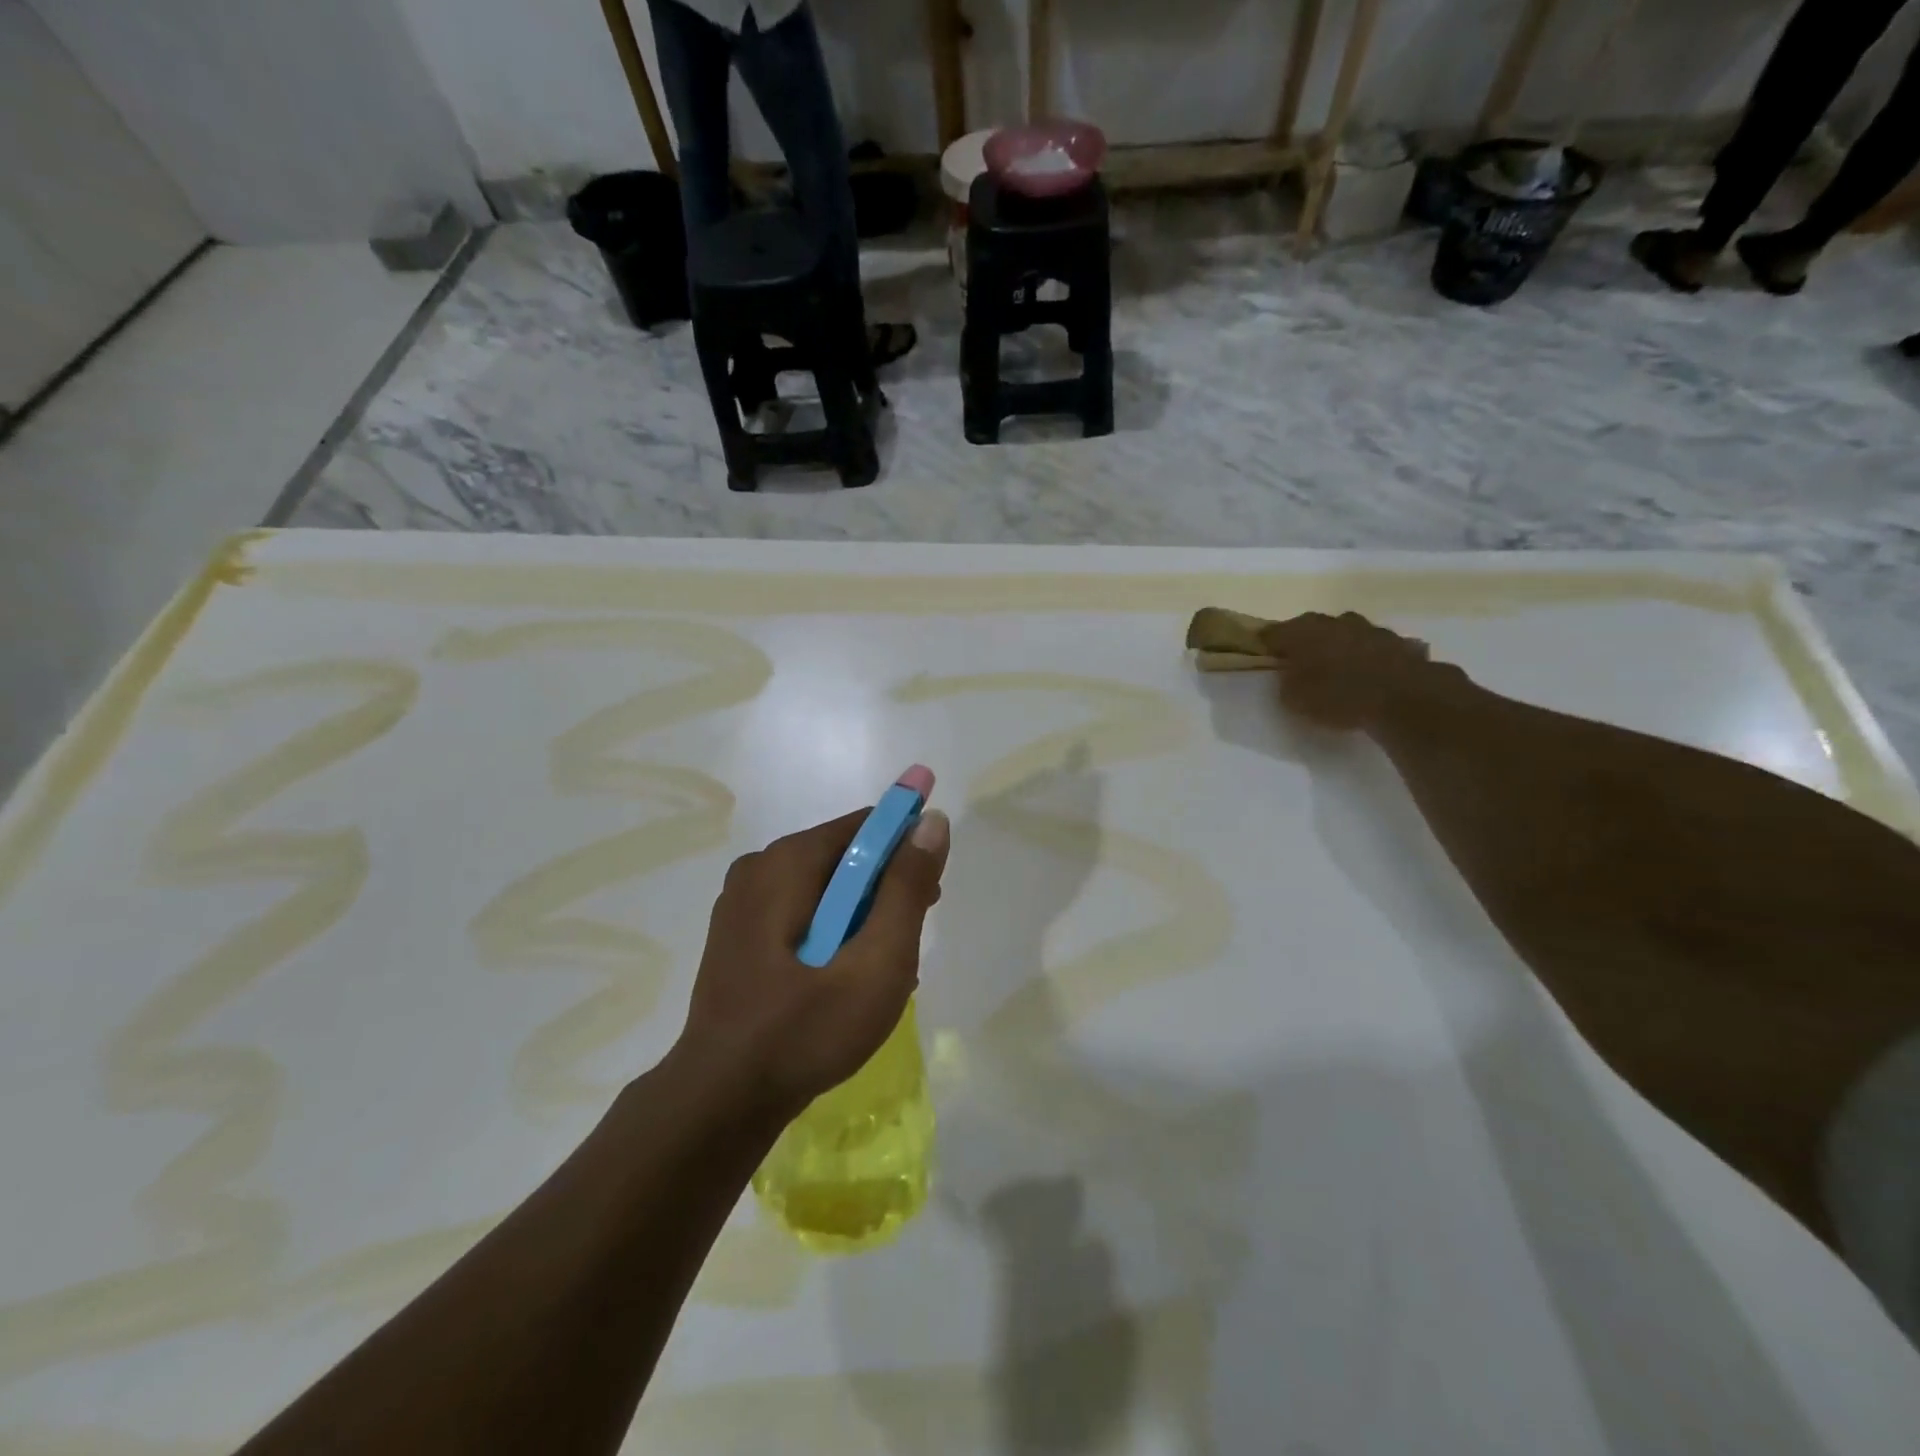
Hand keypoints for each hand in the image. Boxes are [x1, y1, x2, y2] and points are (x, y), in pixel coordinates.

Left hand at [675, 807, 950, 1122]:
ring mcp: (741, 903)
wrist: (720, 1103)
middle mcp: (759, 868)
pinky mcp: (736, 936)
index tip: (932, 894)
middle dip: (885, 892)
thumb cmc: (806, 1030)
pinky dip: (831, 933)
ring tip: (878, 974)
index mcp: (787, 861)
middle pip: (844, 856)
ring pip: (825, 889)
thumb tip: (933, 821)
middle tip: (906, 946)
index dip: (908, 848)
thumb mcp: (877, 961)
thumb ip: (907, 888)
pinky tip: (842, 982)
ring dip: (861, 919)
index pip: (866, 826)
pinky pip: (800, 914)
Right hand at [1259, 611, 1451, 730]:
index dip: (1266, 646)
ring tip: (1340, 672)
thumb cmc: (1338, 697)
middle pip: (1312, 629)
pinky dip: (1370, 659)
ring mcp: (1371, 629)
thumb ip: (1286, 683)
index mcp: (1302, 631)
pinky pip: (1376, 649)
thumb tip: (1289, 676)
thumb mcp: (1295, 700)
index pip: (1272, 633)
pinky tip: (1372, 676)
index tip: (1263, 659)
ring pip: (1347, 635)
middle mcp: (1335, 621)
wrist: (1405, 698)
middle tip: (1302, 666)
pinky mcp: (1400, 643)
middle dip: (1306, 644)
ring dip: (1341, 648)